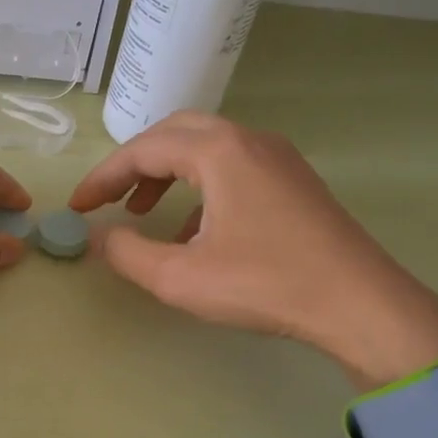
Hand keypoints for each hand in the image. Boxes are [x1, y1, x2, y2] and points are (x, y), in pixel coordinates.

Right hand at [69, 113, 437, 386]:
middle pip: (174, 134)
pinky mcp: (294, 180)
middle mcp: (249, 140)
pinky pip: (232, 167)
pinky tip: (193, 231)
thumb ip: (128, 253)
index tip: (77, 208)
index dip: (102, 177)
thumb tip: (98, 236)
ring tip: (142, 212)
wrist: (360, 304)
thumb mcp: (181, 278)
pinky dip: (199, 187)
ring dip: (166, 173)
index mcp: (220, 152)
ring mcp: (277, 157)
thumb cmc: (266, 285)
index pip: (143, 150)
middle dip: (134, 164)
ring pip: (205, 147)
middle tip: (108, 199)